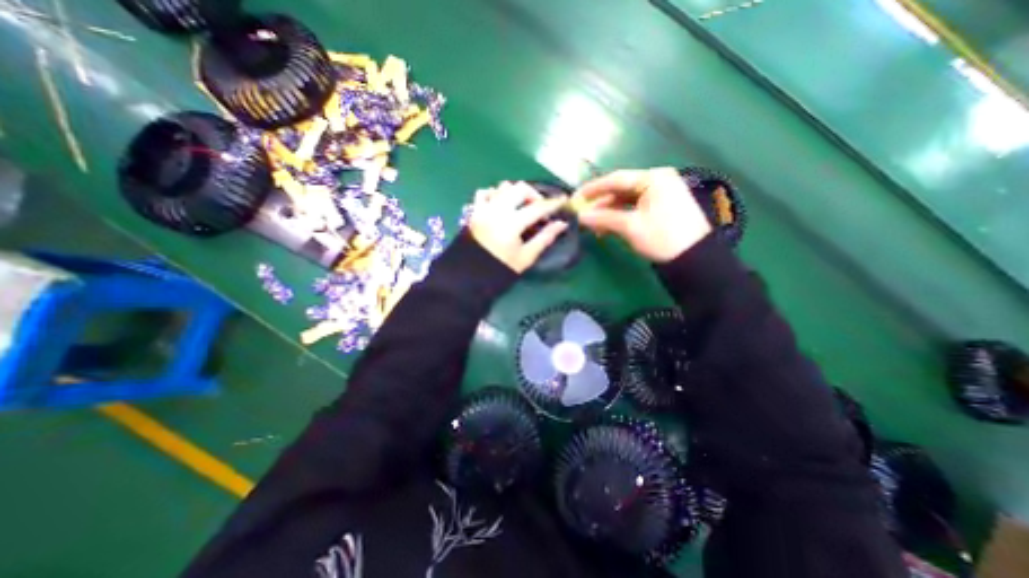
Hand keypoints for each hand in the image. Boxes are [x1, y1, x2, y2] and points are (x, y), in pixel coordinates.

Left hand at [470, 181, 569, 271]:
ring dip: (516, 193)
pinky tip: (501, 205)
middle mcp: (497, 210)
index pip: (537, 208)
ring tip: (521, 207)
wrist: (468, 276)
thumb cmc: (500, 270)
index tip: (564, 201)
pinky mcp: (474, 211)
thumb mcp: (526, 257)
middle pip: (520, 188)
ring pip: (503, 187)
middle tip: (540, 208)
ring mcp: (483, 208)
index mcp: (512, 223)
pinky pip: (485, 193)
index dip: (553, 204)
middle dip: (534, 195)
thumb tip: (562, 224)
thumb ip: (545, 238)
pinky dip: (496, 194)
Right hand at [574, 167, 713, 260]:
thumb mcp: (630, 227)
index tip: (575, 198)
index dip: (593, 189)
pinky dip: (621, 217)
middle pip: (621, 189)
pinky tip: (608, 227)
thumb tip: (580, 216)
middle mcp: (658, 181)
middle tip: (583, 215)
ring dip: (609, 212)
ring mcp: (661, 194)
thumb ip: (603, 218)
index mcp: (653, 178)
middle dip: (601, 204)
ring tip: (593, 226)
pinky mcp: (662, 208)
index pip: (616, 179)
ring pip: (627, 200)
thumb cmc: (662, 237)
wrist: (695, 259)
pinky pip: (635, 208)